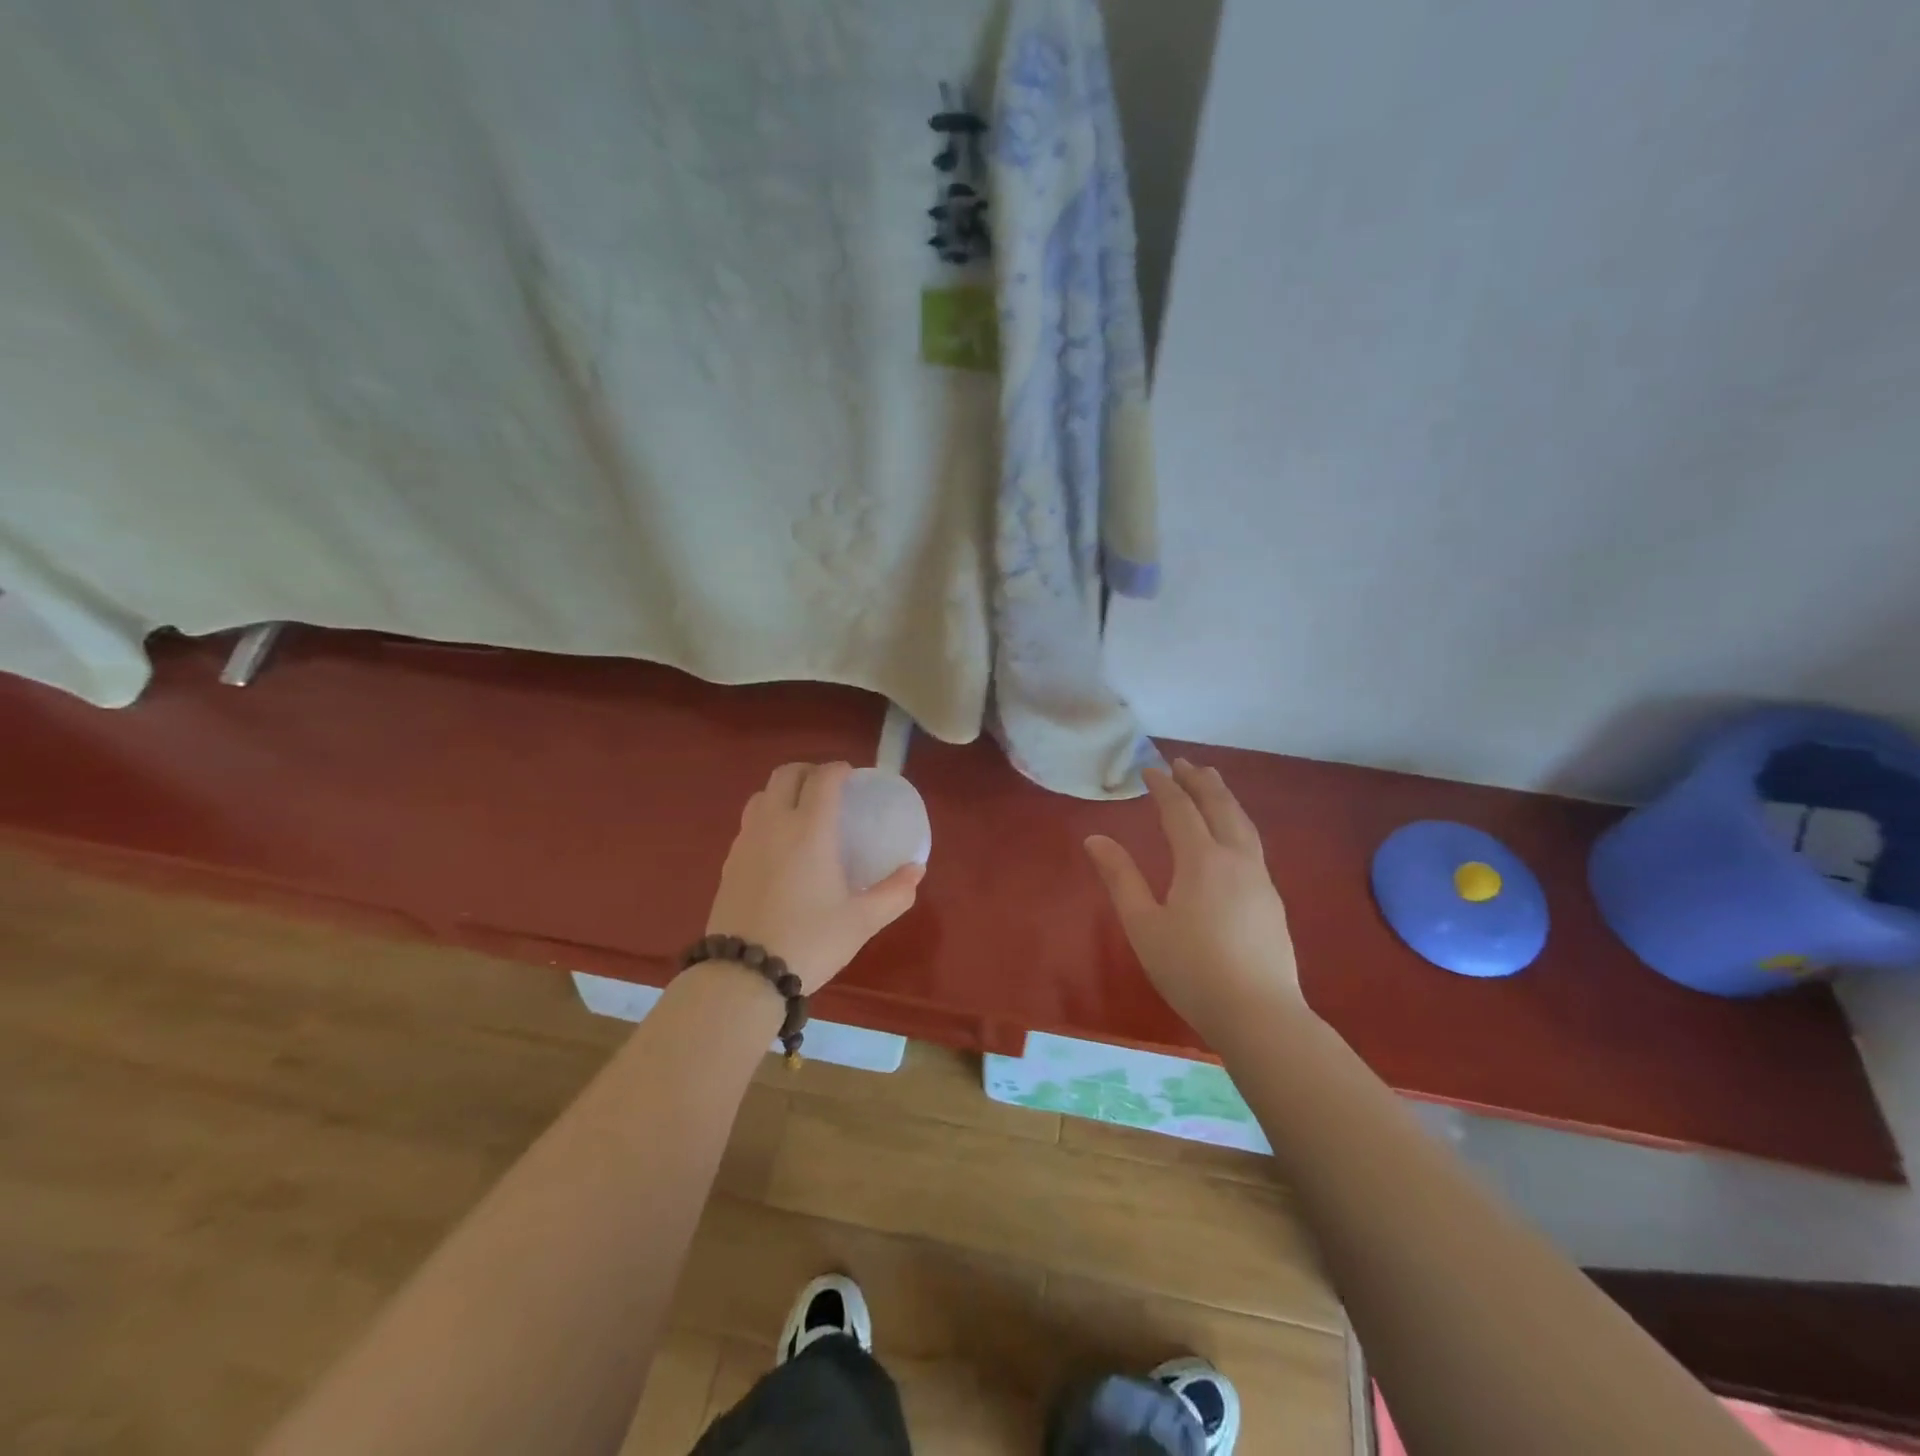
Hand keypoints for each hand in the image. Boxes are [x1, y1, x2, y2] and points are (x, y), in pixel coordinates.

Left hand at [705, 761, 924, 992]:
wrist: (743, 975)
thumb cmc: (810, 941)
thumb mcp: (861, 921)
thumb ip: (894, 893)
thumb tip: (916, 870)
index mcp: (810, 830)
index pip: (822, 779)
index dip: (838, 770)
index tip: (852, 777)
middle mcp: (774, 825)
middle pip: (785, 775)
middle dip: (808, 771)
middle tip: (828, 788)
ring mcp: (746, 842)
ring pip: (762, 796)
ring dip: (783, 792)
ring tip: (801, 813)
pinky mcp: (728, 863)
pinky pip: (749, 824)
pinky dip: (767, 819)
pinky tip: (779, 848)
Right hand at [1084, 759, 1305, 1039]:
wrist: (1258, 1014)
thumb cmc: (1191, 970)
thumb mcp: (1144, 925)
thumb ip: (1120, 878)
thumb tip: (1095, 839)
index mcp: (1201, 861)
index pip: (1180, 810)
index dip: (1164, 786)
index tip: (1149, 768)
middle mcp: (1236, 859)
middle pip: (1220, 807)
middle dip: (1201, 781)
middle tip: (1185, 762)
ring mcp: (1260, 879)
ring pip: (1243, 824)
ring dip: (1225, 798)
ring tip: (1213, 783)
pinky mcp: (1272, 900)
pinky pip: (1252, 844)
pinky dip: (1237, 823)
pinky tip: (1233, 835)